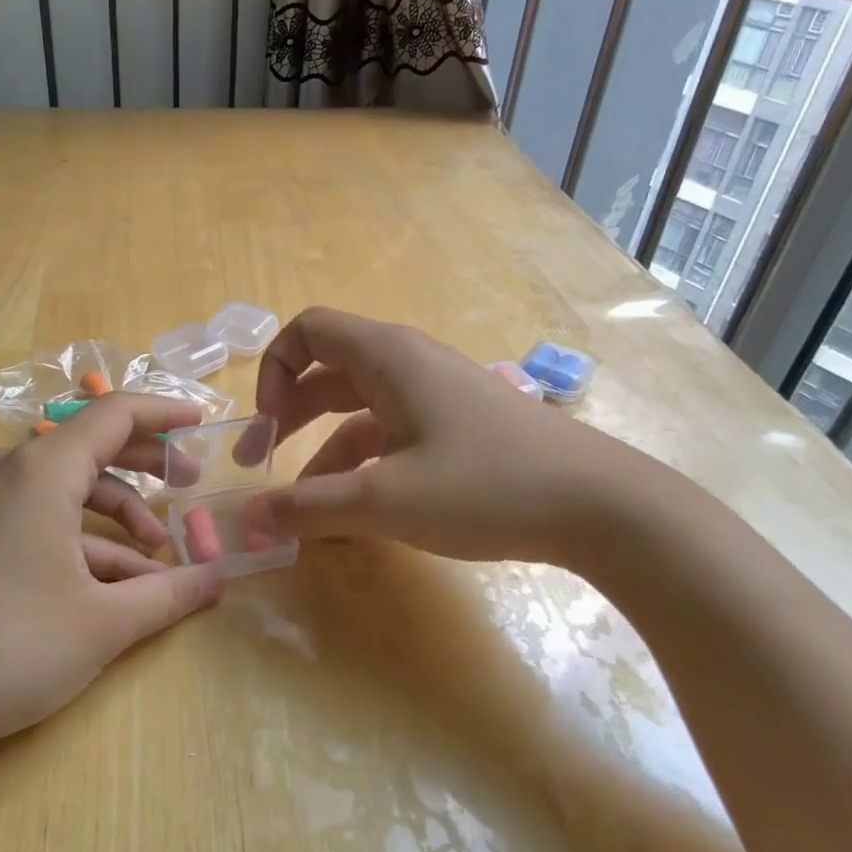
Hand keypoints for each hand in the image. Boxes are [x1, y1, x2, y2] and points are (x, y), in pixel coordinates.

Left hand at [0, 394, 219, 782]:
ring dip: (120, 512)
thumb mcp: (104, 622)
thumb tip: (219, 578)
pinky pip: (45, 516)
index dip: (163, 412)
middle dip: (147, 462)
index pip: (114, 413)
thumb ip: (170, 594)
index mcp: (44, 470)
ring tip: (159, 554)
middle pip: (93, 443)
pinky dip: (86, 538)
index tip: (202, 421)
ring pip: (71, 486)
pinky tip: (118, 582)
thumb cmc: (9, 647)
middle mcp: (14, 471)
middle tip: (191, 483)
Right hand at [252, 307, 651, 565]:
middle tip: (260, 463)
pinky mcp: (458, 427)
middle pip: (328, 372)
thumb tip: (247, 521)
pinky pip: (391, 434)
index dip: (274, 370)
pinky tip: (356, 513)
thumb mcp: (386, 500)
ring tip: (305, 507)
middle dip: (288, 415)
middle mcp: (409, 364)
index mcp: (388, 357)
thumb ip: (309, 508)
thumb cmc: (488, 486)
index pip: (308, 330)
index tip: (268, 425)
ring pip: (359, 410)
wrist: (604, 507)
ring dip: (323, 450)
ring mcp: (437, 395)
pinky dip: (363, 464)